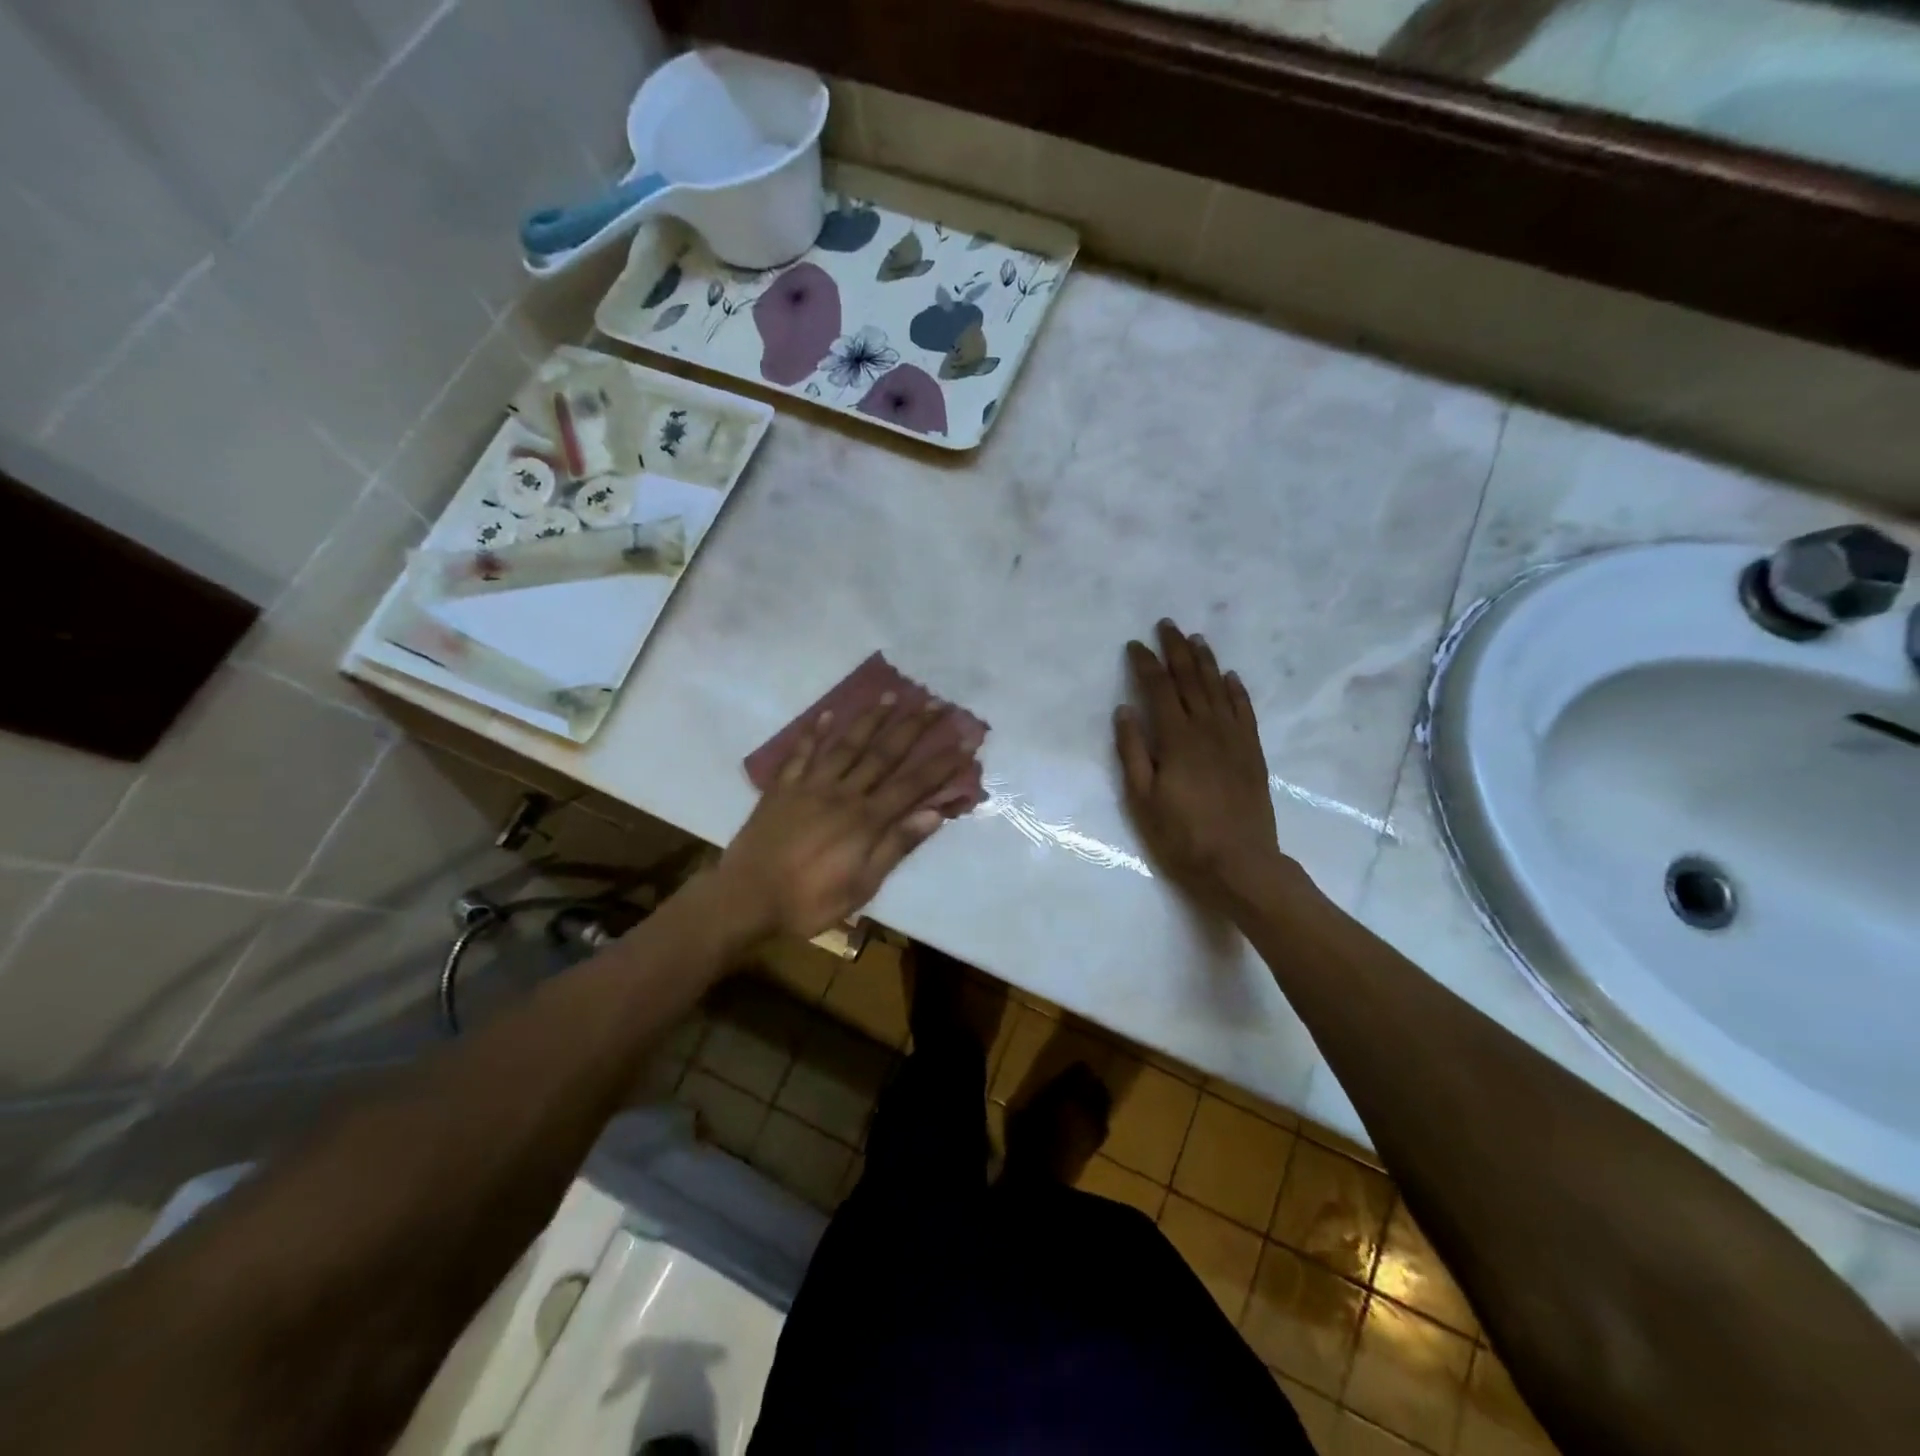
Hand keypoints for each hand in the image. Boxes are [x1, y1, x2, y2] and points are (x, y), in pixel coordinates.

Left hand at [714, 696, 981, 940]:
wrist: (745, 899)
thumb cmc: (809, 901)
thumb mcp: (862, 885)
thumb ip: (896, 845)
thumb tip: (934, 813)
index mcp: (866, 819)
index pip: (913, 784)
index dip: (941, 762)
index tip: (965, 738)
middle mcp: (842, 793)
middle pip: (883, 754)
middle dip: (912, 727)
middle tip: (934, 702)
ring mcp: (809, 786)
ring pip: (845, 745)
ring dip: (869, 719)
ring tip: (889, 695)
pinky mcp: (782, 789)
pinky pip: (800, 754)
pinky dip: (813, 733)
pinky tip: (826, 714)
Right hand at [1114, 620, 1293, 899]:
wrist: (1240, 864)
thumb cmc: (1182, 836)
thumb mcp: (1142, 799)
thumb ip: (1132, 752)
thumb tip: (1124, 710)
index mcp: (1177, 739)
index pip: (1159, 689)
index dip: (1146, 664)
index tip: (1134, 645)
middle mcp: (1208, 730)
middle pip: (1191, 680)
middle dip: (1177, 650)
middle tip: (1168, 625)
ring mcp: (1234, 740)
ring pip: (1219, 689)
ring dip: (1207, 662)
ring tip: (1197, 639)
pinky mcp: (1252, 754)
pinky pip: (1245, 711)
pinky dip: (1237, 690)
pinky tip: (1231, 677)